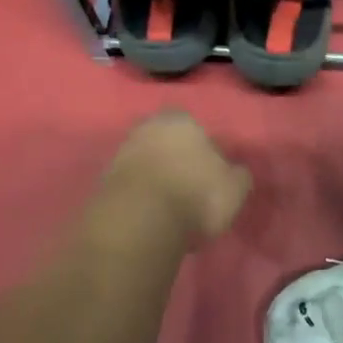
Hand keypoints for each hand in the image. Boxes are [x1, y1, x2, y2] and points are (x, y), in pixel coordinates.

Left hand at [99, 110, 250, 246]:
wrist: (138, 221)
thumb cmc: (194, 195)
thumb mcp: (234, 188)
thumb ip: (238, 175)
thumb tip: (236, 171)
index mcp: (181, 120)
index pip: (195, 127)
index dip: (204, 149)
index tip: (210, 173)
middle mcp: (147, 127)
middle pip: (166, 141)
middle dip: (176, 159)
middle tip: (189, 188)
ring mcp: (122, 152)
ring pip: (146, 161)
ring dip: (156, 178)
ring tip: (170, 207)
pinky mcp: (104, 180)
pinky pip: (131, 184)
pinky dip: (140, 195)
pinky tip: (150, 215)